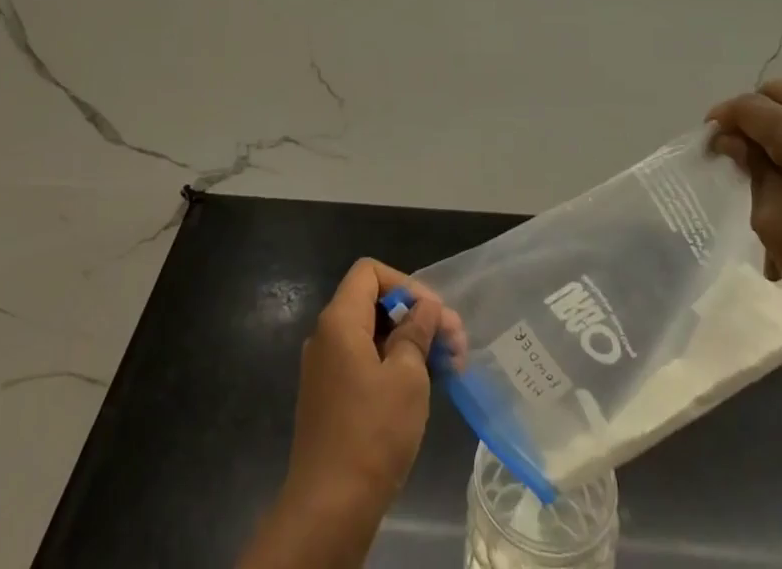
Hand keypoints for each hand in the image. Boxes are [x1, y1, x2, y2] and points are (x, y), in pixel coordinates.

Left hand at [282, 259, 463, 527]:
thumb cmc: (372, 433)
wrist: (329, 510)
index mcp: (339, 320)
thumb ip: (418, 331)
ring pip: (373, 336)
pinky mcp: (331, 399)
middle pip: (373, 304)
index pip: (370, 272)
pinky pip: (364, 363)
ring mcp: (326, 369)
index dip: (406, 283)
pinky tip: (425, 386)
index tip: (434, 313)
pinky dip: (394, 366)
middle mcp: (327, 336)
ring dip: (411, 343)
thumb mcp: (407, 376)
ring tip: (450, 365)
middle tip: (455, 341)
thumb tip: (426, 308)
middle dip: (416, 316)